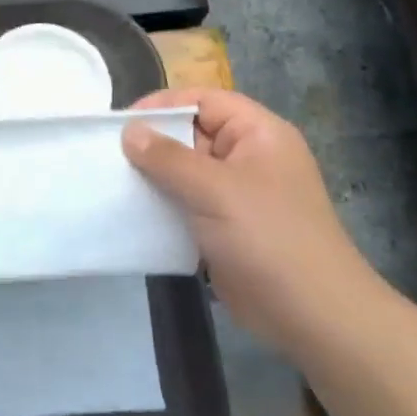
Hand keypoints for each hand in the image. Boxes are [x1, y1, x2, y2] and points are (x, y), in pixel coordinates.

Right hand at [122, 89, 377, 336]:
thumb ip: (168, 158)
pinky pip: (186, 206)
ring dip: (152, 177)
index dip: (163, 105)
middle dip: (152, 143)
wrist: (310, 314)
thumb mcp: (215, 189)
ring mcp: (236, 196)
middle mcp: (248, 158)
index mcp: (258, 134)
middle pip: (192, 135)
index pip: (205, 101)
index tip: (121, 122)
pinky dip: (160, 207)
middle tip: (107, 154)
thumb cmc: (267, 237)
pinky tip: (130, 213)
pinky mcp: (224, 229)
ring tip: (111, 182)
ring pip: (185, 173)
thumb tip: (129, 131)